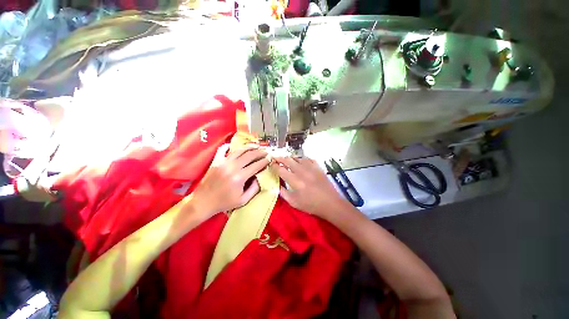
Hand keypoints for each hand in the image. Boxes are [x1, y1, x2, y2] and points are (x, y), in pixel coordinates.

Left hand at [192, 144, 268, 216]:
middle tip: (266, 151)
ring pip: (239, 150)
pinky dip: (230, 146)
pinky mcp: (216, 161)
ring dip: (249, 147)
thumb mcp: (243, 200)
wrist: (203, 202)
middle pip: (250, 155)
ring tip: (257, 145)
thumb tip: (261, 177)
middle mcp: (232, 167)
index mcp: (240, 177)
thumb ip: (254, 188)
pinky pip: (223, 150)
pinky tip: (236, 146)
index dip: (264, 161)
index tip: (270, 159)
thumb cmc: (224, 203)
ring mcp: (223, 162)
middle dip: (260, 152)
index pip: (256, 165)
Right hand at [272, 156, 348, 219]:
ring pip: (298, 157)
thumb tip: (276, 185)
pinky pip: (308, 158)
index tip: (270, 164)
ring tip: (287, 159)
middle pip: (288, 160)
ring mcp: (311, 168)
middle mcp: (302, 171)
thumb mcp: (294, 203)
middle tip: (275, 157)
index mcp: (295, 181)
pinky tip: (300, 160)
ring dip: (291, 157)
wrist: (330, 203)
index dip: (274, 165)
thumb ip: (283, 193)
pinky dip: (302, 158)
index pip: (281, 169)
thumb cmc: (311, 205)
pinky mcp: (318, 167)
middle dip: (280, 158)